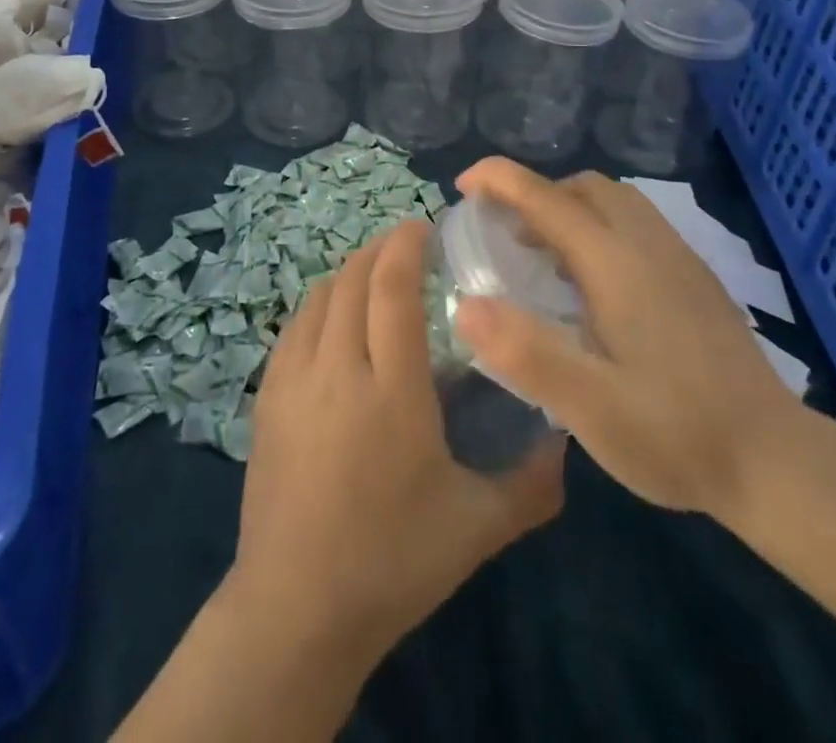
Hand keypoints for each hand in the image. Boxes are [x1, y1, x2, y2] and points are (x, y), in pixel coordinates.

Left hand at [228, 220, 564, 662]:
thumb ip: (532, 483)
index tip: (424, 227)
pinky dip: (319, 304)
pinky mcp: (267, 397)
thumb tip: (568, 441)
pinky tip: (334, 317)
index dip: (406, 246)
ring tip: (374, 274)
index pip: (392, 287)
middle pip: (353, 279)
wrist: (296, 608)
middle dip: (380, 249)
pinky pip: (294, 327)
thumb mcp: (478, 528)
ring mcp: (293, 380)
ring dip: (348, 272)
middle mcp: (337, 369)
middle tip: (407, 244)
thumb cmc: (393, 562)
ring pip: (319, 297)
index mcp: (391, 389)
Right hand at [452, 158, 801, 517]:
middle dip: (534, 193)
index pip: (546, 196)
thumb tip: (465, 305)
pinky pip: (635, 224)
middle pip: (583, 187)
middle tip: (501, 232)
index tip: (462, 186)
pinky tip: (591, 283)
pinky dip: (598, 227)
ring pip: (614, 201)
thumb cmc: (675, 433)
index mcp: (616, 263)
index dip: (499, 179)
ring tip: (540, 254)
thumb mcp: (591, 407)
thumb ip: (526, 352)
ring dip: (568, 208)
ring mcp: (678, 258)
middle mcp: (648, 244)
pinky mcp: (695, 277)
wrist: (776, 463)